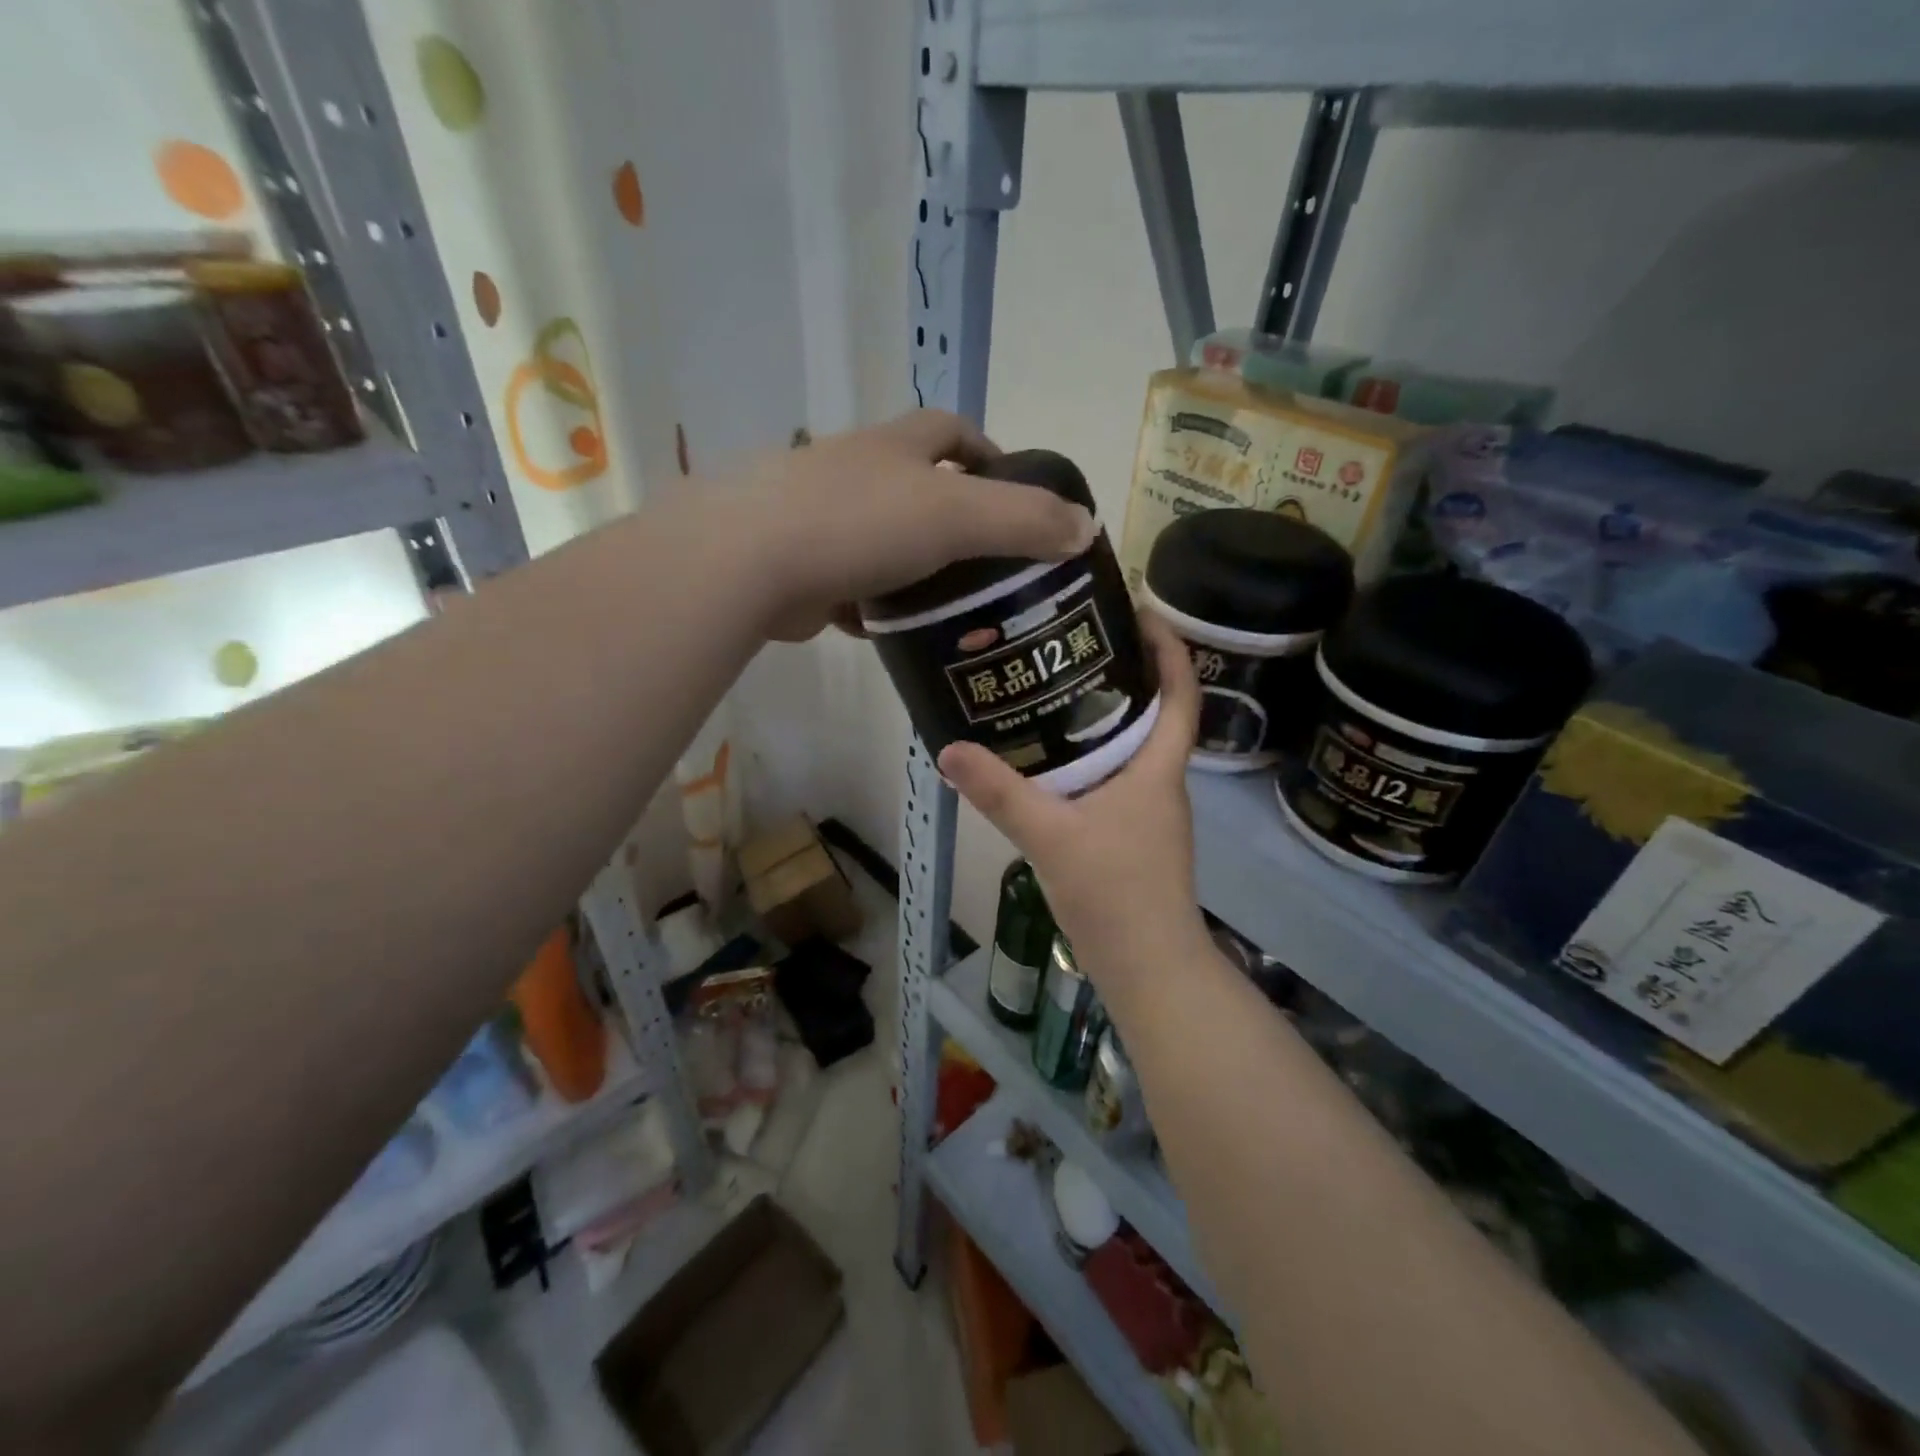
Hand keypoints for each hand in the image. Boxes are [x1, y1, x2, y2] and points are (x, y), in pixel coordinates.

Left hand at [734, 410, 1094, 639]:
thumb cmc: (861, 523)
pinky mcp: (799, 566)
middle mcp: (857, 472)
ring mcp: (821, 518)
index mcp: (896, 448)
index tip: (1016, 492)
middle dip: (955, 519)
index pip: (952, 431)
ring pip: (884, 541)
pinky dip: (876, 605)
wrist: (749, 562)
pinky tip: (896, 633)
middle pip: (918, 486)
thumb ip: (1026, 520)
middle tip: (993, 567)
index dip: (989, 453)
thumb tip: (1087, 527)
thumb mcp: (958, 516)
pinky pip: (851, 584)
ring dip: (916, 568)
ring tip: (954, 609)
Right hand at [939, 614, 1209, 995]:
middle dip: (1123, 674)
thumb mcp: (1050, 836)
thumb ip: (999, 792)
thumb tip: (948, 749)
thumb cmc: (1116, 894)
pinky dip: (1087, 758)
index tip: (1142, 612)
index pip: (1180, 696)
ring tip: (1052, 690)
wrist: (1148, 968)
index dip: (1169, 650)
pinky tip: (1049, 761)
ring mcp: (1147, 812)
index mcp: (1157, 770)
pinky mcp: (1131, 835)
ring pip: (1128, 748)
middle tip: (1073, 644)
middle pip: (1151, 713)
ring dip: (1101, 717)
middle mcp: (1160, 783)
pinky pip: (1112, 779)